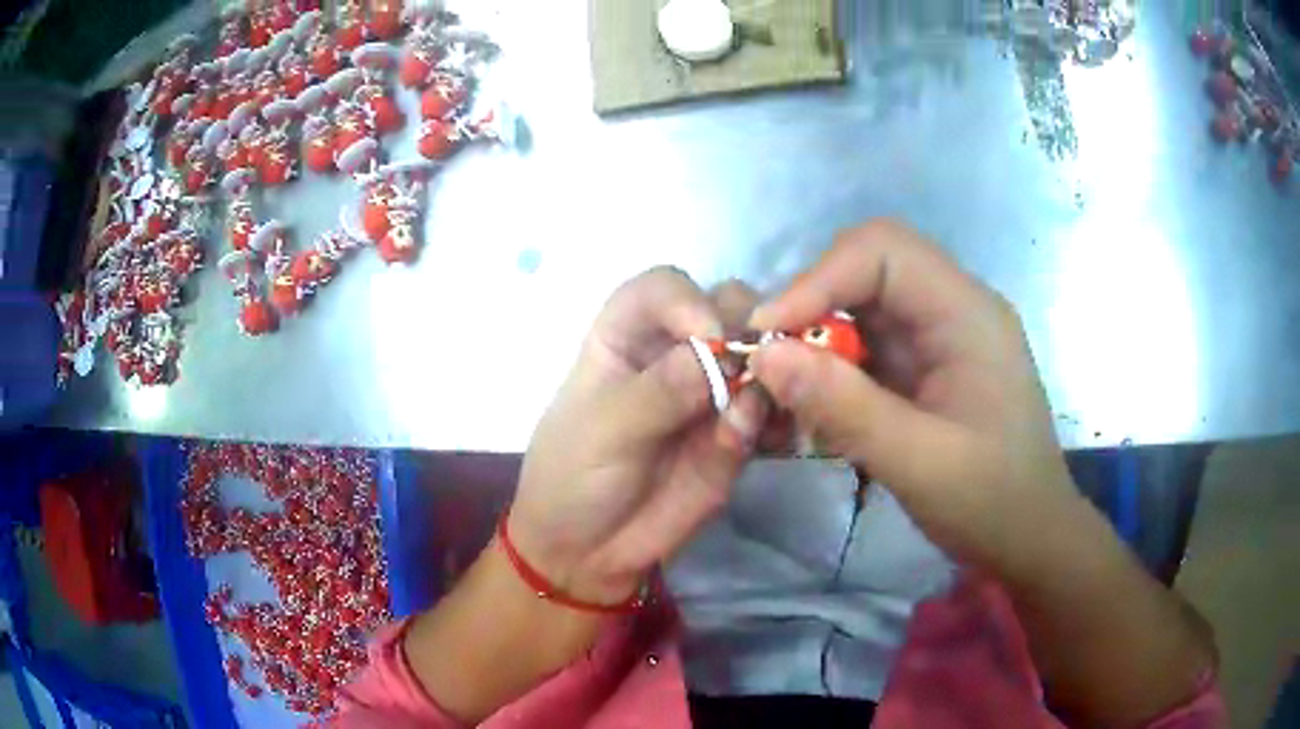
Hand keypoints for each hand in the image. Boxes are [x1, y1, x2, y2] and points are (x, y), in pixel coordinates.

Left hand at [509, 268, 768, 603]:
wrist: (589, 552)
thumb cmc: (573, 477)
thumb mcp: (602, 431)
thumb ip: (658, 393)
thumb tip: (720, 355)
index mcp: (625, 336)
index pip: (662, 288)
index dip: (688, 300)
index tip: (710, 336)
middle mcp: (674, 351)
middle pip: (726, 307)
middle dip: (749, 328)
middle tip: (761, 368)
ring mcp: (711, 391)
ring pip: (762, 355)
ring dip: (776, 373)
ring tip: (770, 415)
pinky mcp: (736, 432)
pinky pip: (771, 412)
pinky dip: (782, 419)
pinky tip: (776, 442)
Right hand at [748, 219, 1077, 575]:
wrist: (1029, 538)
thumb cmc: (992, 503)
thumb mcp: (921, 463)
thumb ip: (846, 408)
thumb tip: (765, 355)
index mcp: (967, 313)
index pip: (883, 250)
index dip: (817, 278)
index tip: (766, 333)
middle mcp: (952, 307)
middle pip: (867, 267)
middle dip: (811, 305)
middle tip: (769, 358)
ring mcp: (938, 336)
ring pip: (859, 304)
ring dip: (815, 338)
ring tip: (782, 386)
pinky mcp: (924, 365)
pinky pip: (866, 343)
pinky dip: (831, 367)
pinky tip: (815, 404)